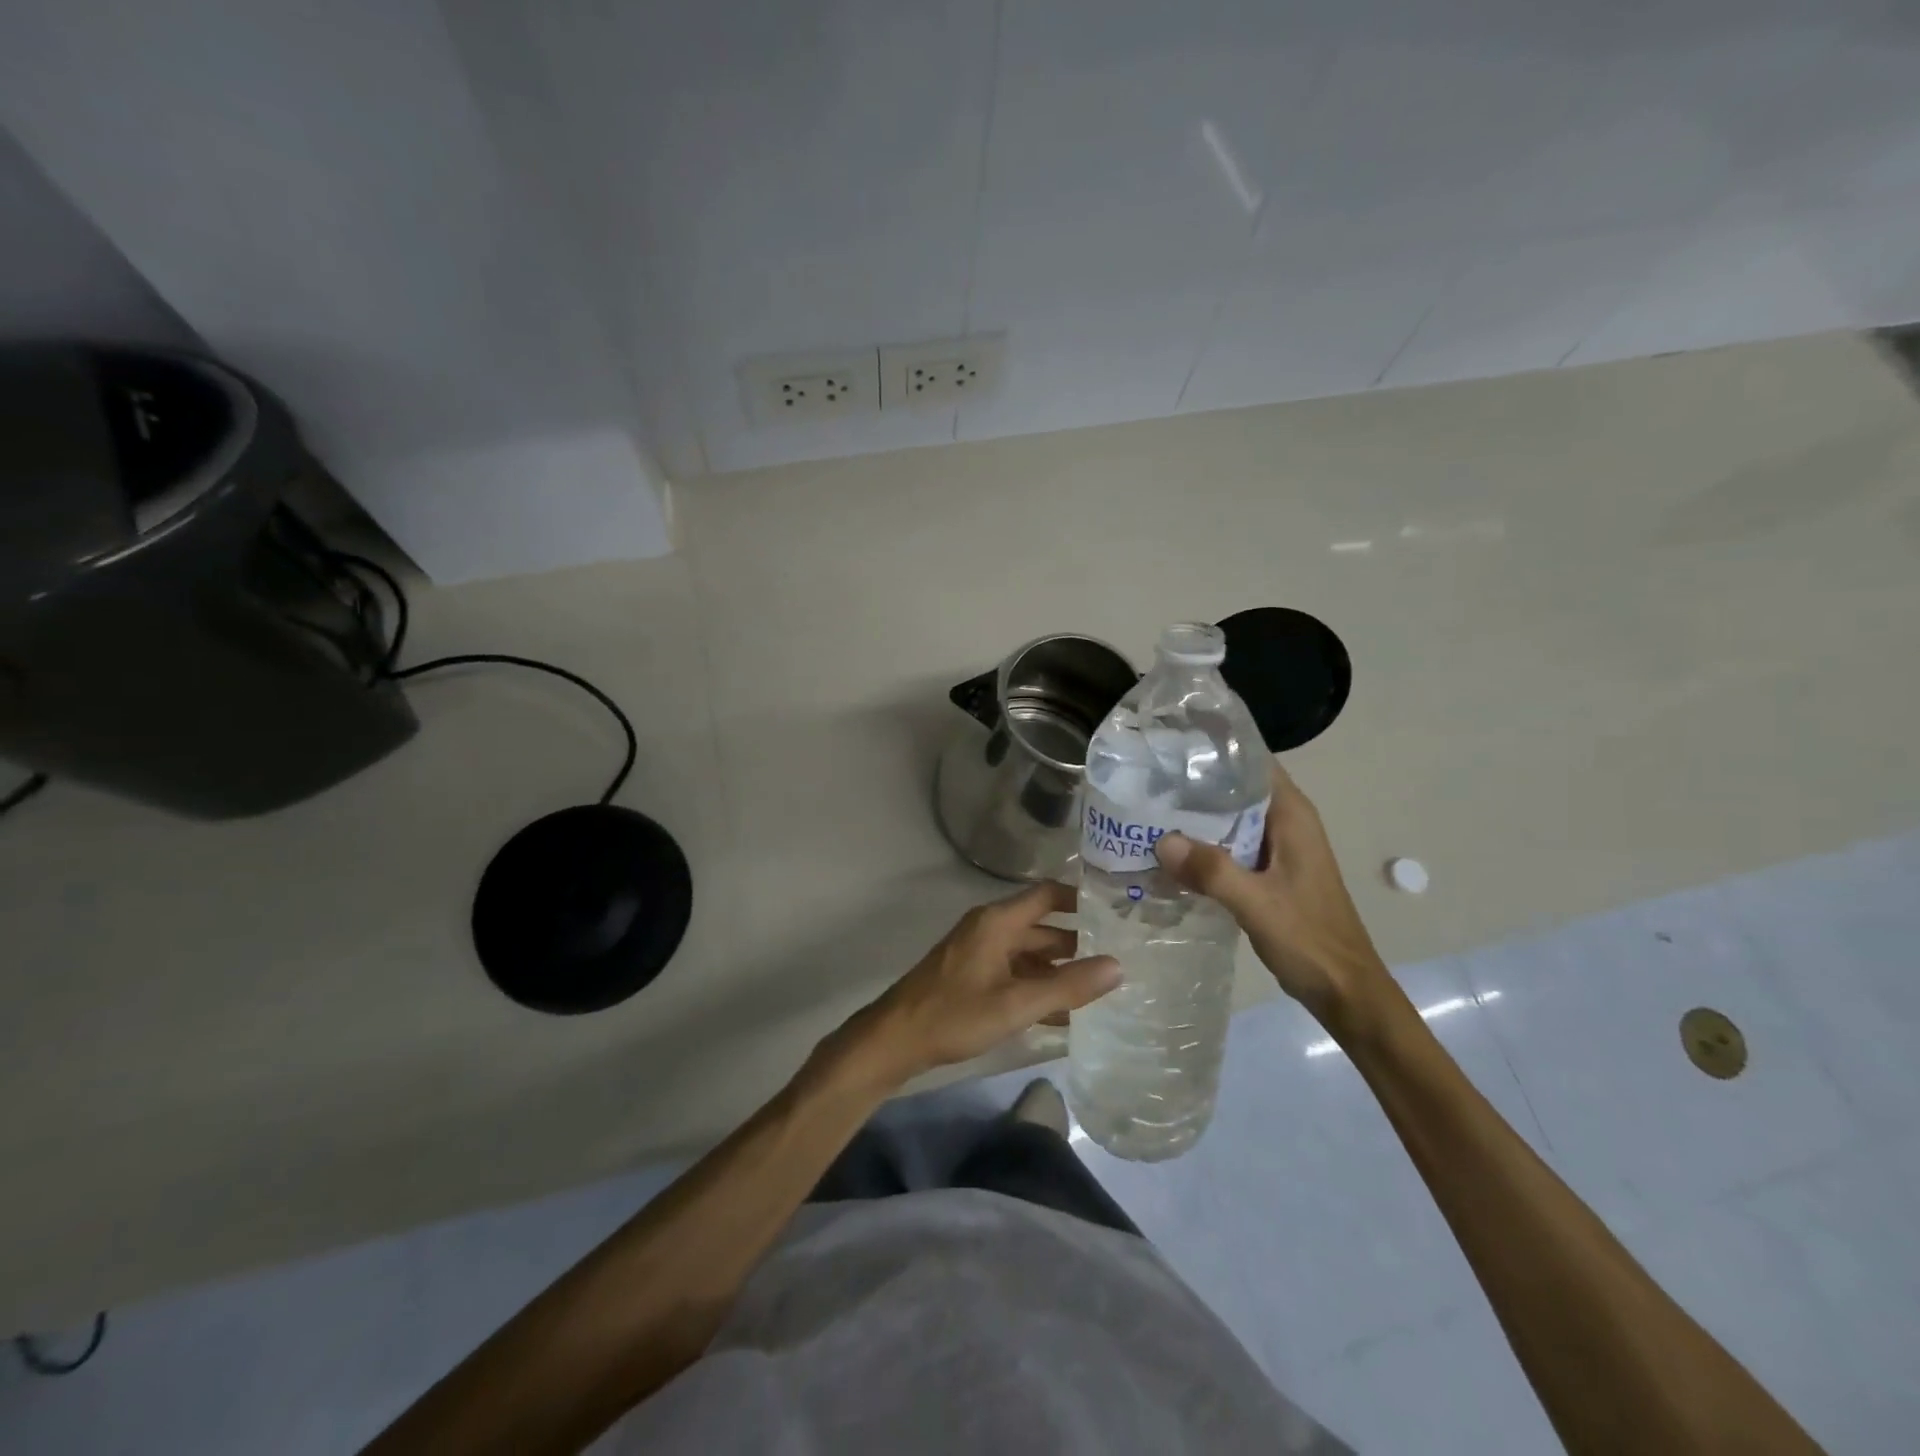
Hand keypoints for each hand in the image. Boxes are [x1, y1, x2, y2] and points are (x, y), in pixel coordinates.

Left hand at [835, 881, 1119, 1091]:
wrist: (896, 1040)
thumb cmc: (955, 1014)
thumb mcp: (1017, 1003)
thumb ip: (1067, 986)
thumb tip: (1118, 966)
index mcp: (997, 922)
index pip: (1047, 894)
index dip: (1080, 898)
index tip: (1115, 910)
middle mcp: (989, 929)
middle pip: (1041, 927)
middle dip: (1077, 942)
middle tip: (1119, 957)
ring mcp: (979, 953)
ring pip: (1029, 954)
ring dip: (1059, 970)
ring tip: (1100, 989)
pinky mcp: (972, 976)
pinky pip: (1014, 974)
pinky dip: (1037, 987)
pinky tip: (1064, 1014)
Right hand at [1156, 761, 1389, 1027]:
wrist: (1345, 991)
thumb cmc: (1310, 940)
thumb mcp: (1257, 904)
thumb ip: (1211, 871)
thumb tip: (1161, 840)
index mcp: (1291, 816)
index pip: (1251, 762)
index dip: (1214, 751)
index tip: (1170, 747)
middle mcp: (1285, 823)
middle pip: (1235, 788)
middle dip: (1193, 784)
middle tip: (1144, 781)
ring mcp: (1276, 849)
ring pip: (1229, 819)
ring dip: (1195, 817)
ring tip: (1146, 811)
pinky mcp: (1267, 872)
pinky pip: (1229, 846)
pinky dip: (1202, 846)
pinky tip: (1170, 853)